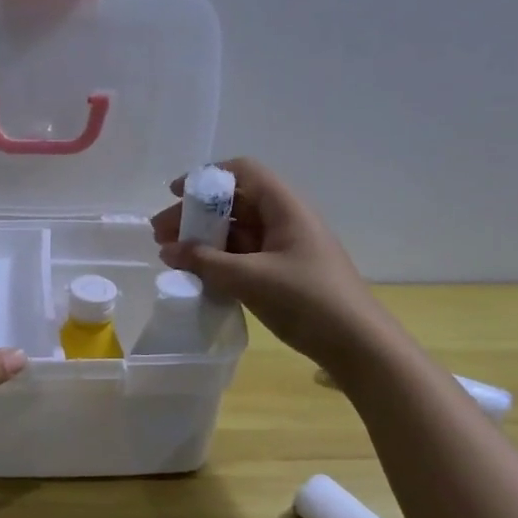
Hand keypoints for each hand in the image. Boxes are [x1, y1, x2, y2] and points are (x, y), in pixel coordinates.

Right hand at [151, 158, 382, 367]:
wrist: (357, 344)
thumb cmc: (307, 300)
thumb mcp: (250, 279)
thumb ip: (205, 262)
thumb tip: (168, 250)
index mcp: (285, 208)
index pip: (243, 172)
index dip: (206, 178)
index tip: (174, 194)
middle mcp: (285, 220)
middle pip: (234, 203)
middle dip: (195, 215)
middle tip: (160, 235)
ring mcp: (285, 248)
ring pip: (237, 232)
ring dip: (204, 240)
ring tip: (171, 257)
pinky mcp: (283, 273)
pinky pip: (244, 257)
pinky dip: (219, 261)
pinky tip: (197, 275)